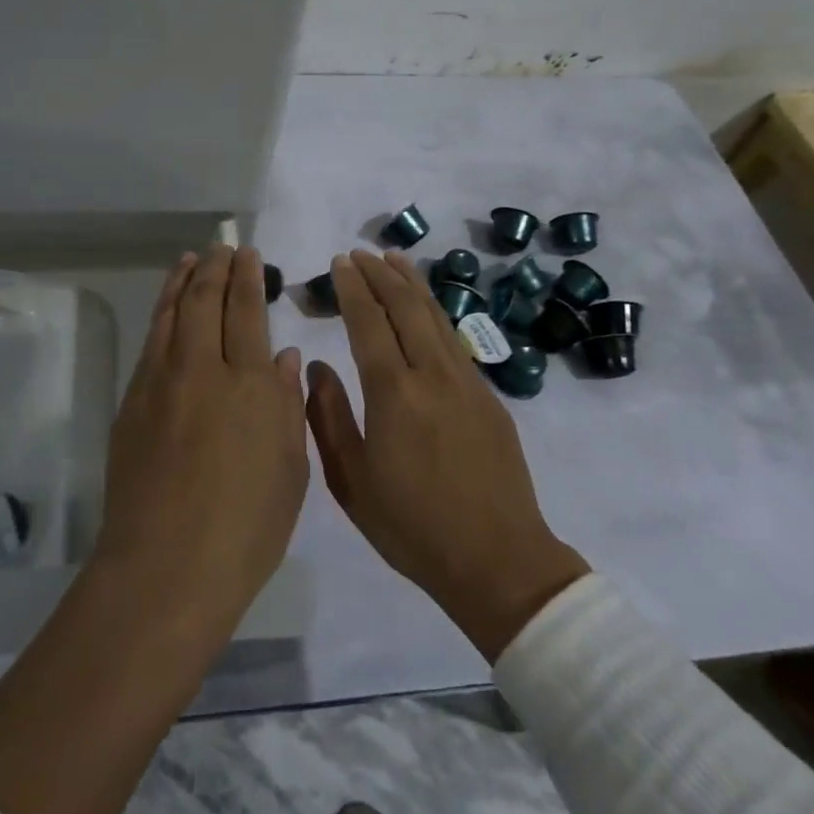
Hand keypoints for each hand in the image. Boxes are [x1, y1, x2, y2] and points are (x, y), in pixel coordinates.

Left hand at [95, 245, 308, 636]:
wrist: (166, 567)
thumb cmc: (246, 529)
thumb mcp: (290, 470)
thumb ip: (287, 405)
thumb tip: (283, 357)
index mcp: (251, 384)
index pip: (248, 312)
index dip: (249, 278)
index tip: (250, 256)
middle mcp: (203, 368)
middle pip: (206, 300)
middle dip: (216, 267)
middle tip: (223, 247)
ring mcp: (160, 382)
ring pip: (172, 313)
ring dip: (183, 280)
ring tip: (191, 259)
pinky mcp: (131, 401)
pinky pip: (151, 342)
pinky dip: (161, 313)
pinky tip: (168, 308)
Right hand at [306, 250, 589, 660]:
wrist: (497, 561)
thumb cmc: (412, 527)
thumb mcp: (351, 481)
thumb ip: (329, 417)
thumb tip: (316, 368)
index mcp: (393, 394)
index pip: (368, 323)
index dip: (352, 289)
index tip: (339, 263)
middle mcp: (431, 375)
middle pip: (405, 308)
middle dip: (379, 274)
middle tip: (360, 253)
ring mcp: (466, 382)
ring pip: (435, 316)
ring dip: (411, 283)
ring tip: (394, 258)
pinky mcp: (488, 396)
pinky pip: (455, 338)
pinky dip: (436, 310)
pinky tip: (427, 306)